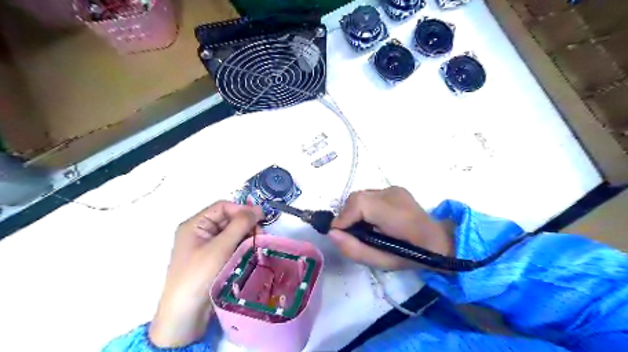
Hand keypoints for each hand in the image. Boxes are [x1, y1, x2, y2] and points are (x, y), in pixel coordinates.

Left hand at [149, 200, 262, 346]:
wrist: (185, 314)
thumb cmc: (199, 274)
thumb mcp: (220, 247)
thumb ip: (240, 225)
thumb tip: (258, 208)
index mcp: (195, 224)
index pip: (222, 207)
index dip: (241, 209)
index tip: (260, 218)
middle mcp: (200, 232)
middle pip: (228, 219)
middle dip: (246, 224)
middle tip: (261, 234)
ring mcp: (207, 246)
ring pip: (232, 233)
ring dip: (246, 236)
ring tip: (258, 244)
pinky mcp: (214, 259)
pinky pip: (232, 245)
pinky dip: (243, 246)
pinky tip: (252, 252)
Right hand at [330, 187, 450, 269]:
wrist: (439, 242)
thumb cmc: (411, 256)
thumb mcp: (381, 262)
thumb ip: (354, 249)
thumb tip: (332, 233)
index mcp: (396, 213)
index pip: (359, 204)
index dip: (344, 218)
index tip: (339, 234)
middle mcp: (394, 194)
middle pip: (357, 198)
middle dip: (348, 216)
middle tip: (352, 234)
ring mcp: (394, 189)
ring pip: (361, 196)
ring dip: (355, 212)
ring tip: (363, 229)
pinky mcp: (394, 189)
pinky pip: (369, 196)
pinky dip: (363, 208)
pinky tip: (372, 220)